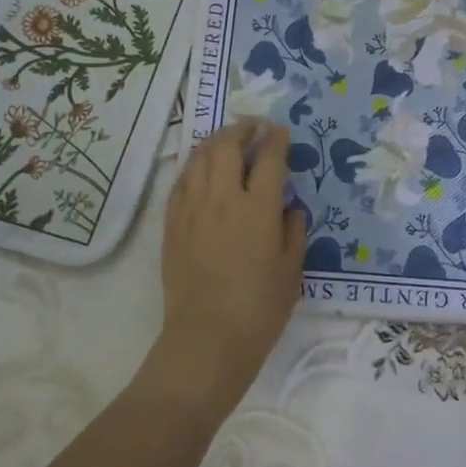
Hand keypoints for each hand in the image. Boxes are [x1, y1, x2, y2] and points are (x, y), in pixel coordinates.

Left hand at [148, 121, 307, 417]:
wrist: (207, 339)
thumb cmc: (259, 309)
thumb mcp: (292, 270)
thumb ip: (293, 231)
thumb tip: (289, 207)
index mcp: (258, 209)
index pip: (269, 159)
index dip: (276, 140)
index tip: (281, 131)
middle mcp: (223, 199)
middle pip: (228, 147)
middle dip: (242, 129)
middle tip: (253, 127)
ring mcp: (192, 209)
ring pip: (200, 158)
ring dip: (216, 141)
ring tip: (227, 139)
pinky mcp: (172, 224)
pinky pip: (181, 182)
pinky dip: (194, 166)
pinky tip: (202, 169)